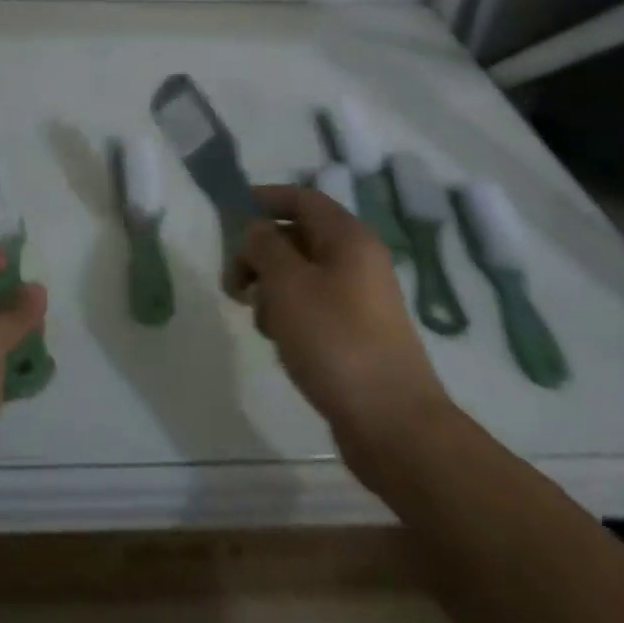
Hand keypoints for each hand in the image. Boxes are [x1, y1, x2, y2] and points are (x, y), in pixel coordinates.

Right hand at [240, 185, 449, 448]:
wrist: (392, 424)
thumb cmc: (335, 341)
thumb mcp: (287, 284)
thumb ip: (265, 246)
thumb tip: (257, 230)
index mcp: (348, 238)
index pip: (303, 198)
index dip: (266, 199)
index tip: (231, 213)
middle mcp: (358, 260)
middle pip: (298, 236)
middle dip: (260, 252)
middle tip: (232, 281)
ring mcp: (360, 298)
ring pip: (301, 274)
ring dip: (272, 287)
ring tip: (259, 319)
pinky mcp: (356, 332)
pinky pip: (313, 305)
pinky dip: (289, 312)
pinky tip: (280, 340)